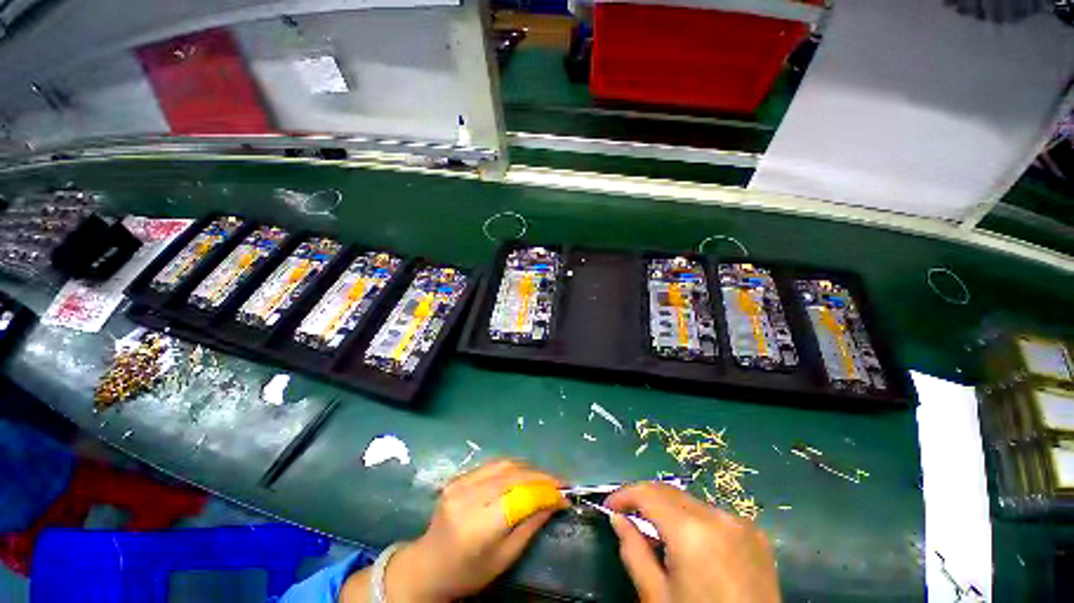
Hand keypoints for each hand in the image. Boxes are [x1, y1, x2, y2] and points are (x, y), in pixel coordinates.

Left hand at [376, 459, 565, 601]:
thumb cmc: (468, 572)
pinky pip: (493, 464)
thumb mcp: (504, 558)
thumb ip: (531, 525)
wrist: (429, 565)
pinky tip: (524, 473)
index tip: (566, 494)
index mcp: (478, 526)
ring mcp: (460, 482)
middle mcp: (468, 497)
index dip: (546, 492)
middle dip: (541, 476)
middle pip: (514, 476)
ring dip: (529, 468)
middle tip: (560, 483)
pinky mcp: (459, 476)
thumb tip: (556, 501)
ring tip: (545, 477)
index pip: (520, 497)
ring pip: (505, 464)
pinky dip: (513, 466)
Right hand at [606, 483, 779, 602]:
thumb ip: (633, 551)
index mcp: (691, 532)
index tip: (608, 506)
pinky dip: (694, 520)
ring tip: (658, 534)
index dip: (624, 494)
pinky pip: (714, 515)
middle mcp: (718, 517)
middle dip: (644, 499)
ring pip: (691, 501)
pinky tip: (691, 545)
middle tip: (627, 516)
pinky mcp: (756, 535)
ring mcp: (741, 524)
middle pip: (669, 492)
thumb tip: (617, 519)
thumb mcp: (657, 597)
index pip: (648, 493)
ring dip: (669, 510)